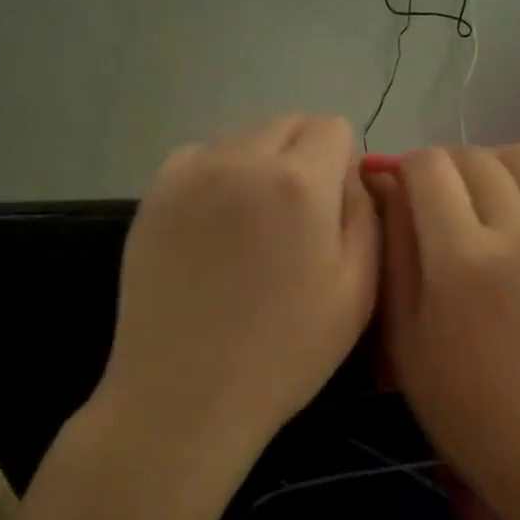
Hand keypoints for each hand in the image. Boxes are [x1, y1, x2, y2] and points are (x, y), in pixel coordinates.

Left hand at [97, 115, 376, 460]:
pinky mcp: (152, 194)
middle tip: (297, 225)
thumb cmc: (285, 352)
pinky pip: (201, 160)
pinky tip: (214, 232)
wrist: (185, 394)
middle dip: (304, 160)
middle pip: (287, 125)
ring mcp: (189, 173)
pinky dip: (217, 179)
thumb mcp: (359, 291)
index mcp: (299, 181)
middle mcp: (241, 159)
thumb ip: (366, 215)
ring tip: (252, 232)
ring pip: (243, 140)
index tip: (334, 215)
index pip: (334, 127)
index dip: (343, 166)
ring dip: (260, 167)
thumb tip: (352, 176)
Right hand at [362, 145, 519, 500]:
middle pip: (475, 158)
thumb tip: (386, 184)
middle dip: (445, 169)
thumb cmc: (462, 403)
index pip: (428, 168)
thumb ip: (396, 251)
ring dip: (497, 163)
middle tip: (438, 203)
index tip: (402, 192)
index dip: (405, 169)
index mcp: (461, 259)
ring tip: (487, 195)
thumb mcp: (405, 336)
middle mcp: (519, 233)